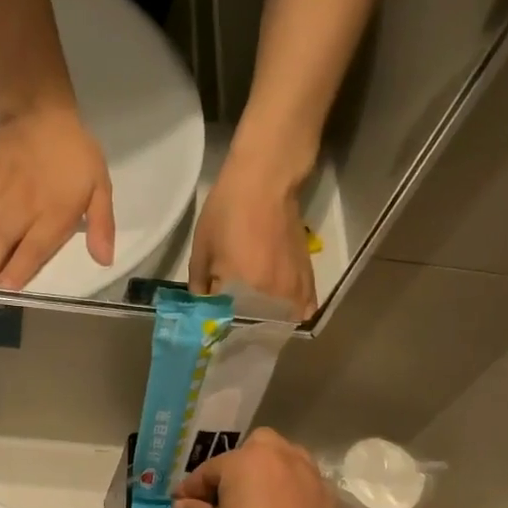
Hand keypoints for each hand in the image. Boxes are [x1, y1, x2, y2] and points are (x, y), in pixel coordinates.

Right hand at [0, 105, 114, 289]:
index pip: (33, 249)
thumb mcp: (100, 186)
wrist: (39, 111)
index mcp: (52, 214)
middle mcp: (21, 210)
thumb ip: (102, 224)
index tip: (2, 292)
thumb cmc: (75, 153)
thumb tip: (104, 260)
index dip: (17, 271)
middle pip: (0, 245)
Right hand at [170, 429, 343, 507]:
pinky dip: (290, 498)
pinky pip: (304, 490)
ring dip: (269, 477)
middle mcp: (286, 459)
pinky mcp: (331, 504)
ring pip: (287, 465)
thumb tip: (184, 506)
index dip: (191, 488)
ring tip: (256, 505)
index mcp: (250, 460)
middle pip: (257, 449)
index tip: (180, 504)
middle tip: (225, 495)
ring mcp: (314, 480)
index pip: (211, 468)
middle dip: (239, 465)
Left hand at [188, 156, 316, 319]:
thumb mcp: (202, 248)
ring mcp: (295, 287)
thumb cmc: (227, 211)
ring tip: (255, 319)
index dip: (219, 325)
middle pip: (258, 327)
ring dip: (269, 324)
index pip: (229, 324)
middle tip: (232, 322)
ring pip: (283, 321)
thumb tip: (204, 305)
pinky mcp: (308, 277)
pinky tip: (281, 311)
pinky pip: (304, 307)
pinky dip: (292, 313)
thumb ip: (199, 284)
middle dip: (244, 327)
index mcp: (245, 290)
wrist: (265, 181)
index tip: (212, 325)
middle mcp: (274, 295)